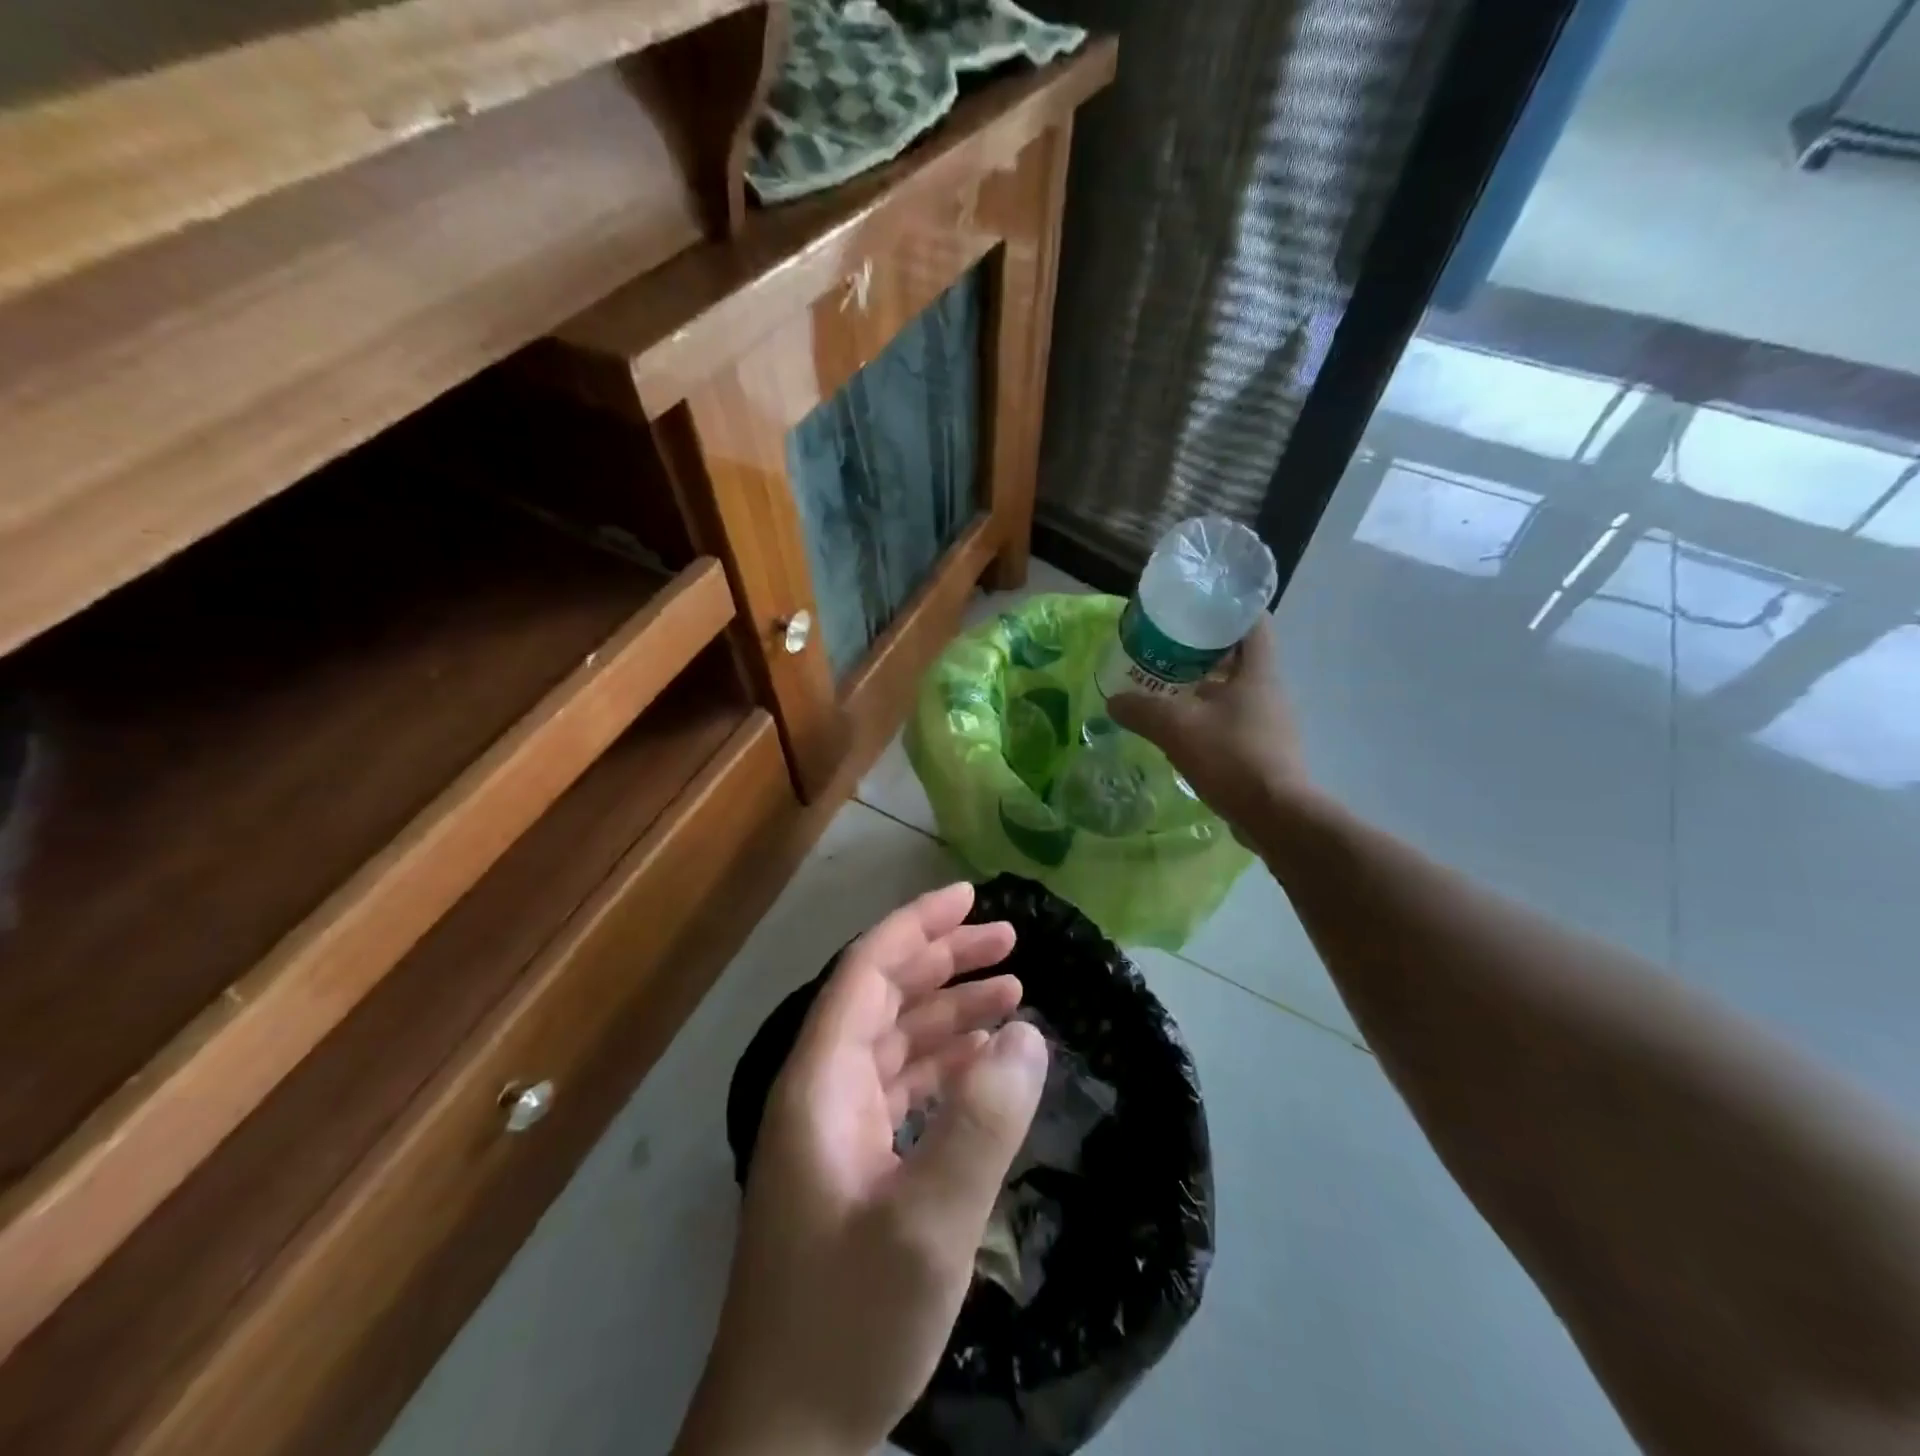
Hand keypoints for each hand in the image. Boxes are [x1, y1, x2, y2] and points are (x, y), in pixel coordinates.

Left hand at [676, 883, 1048, 1455]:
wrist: (782, 1440)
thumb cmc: (846, 1324)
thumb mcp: (927, 1228)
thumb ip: (981, 1125)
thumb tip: (1029, 1035)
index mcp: (820, 1082)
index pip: (866, 972)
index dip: (916, 926)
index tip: (971, 897)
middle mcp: (822, 1090)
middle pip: (883, 997)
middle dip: (944, 961)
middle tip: (1010, 942)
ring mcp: (836, 1128)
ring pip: (896, 1041)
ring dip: (950, 1011)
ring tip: (1013, 992)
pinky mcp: (853, 1164)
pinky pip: (903, 1087)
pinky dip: (945, 1064)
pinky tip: (986, 1063)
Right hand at [1108, 616, 1307, 833]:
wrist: (1275, 816)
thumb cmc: (1232, 757)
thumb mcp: (1177, 728)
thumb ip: (1142, 710)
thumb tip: (1113, 701)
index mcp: (1258, 672)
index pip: (1253, 622)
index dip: (1227, 609)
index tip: (1195, 608)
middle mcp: (1269, 691)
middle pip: (1238, 656)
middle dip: (1202, 650)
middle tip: (1164, 648)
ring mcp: (1269, 722)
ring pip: (1233, 690)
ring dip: (1202, 685)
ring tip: (1164, 686)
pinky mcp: (1264, 749)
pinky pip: (1232, 719)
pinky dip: (1207, 716)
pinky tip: (1179, 727)